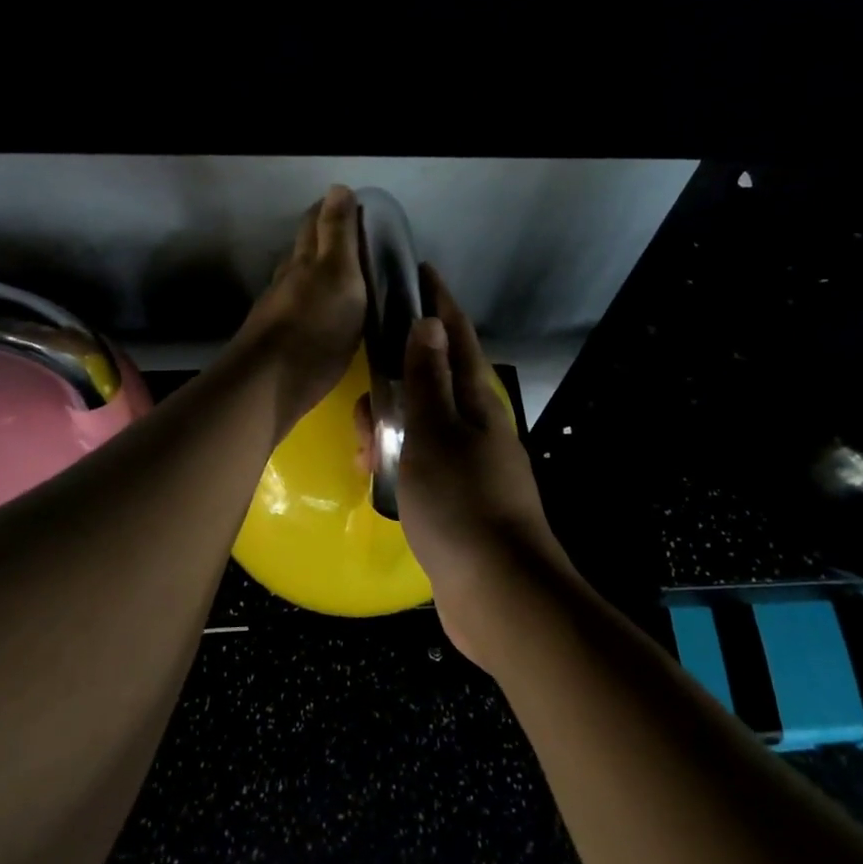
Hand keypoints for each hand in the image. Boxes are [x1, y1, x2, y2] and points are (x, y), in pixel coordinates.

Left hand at [231, 186, 366, 440]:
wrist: (269, 383)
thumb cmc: (315, 327)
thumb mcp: (339, 275)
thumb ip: (338, 234)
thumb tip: (338, 187)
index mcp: (306, 259)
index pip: (317, 221)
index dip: (335, 210)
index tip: (358, 208)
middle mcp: (288, 277)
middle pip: (305, 248)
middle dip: (326, 237)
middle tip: (357, 241)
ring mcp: (279, 309)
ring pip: (300, 279)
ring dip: (320, 272)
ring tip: (346, 276)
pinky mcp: (278, 338)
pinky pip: (301, 308)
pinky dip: (316, 302)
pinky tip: (326, 314)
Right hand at [385, 267, 573, 668]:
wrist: (498, 592)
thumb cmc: (461, 503)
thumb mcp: (433, 433)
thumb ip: (426, 379)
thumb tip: (428, 322)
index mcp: (475, 402)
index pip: (455, 336)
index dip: (438, 302)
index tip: (420, 271)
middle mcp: (476, 426)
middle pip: (431, 381)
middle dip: (395, 381)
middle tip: (364, 403)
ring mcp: (469, 464)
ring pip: (420, 425)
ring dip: (390, 428)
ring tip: (364, 454)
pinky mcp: (458, 498)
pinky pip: (420, 463)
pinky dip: (398, 462)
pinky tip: (377, 477)